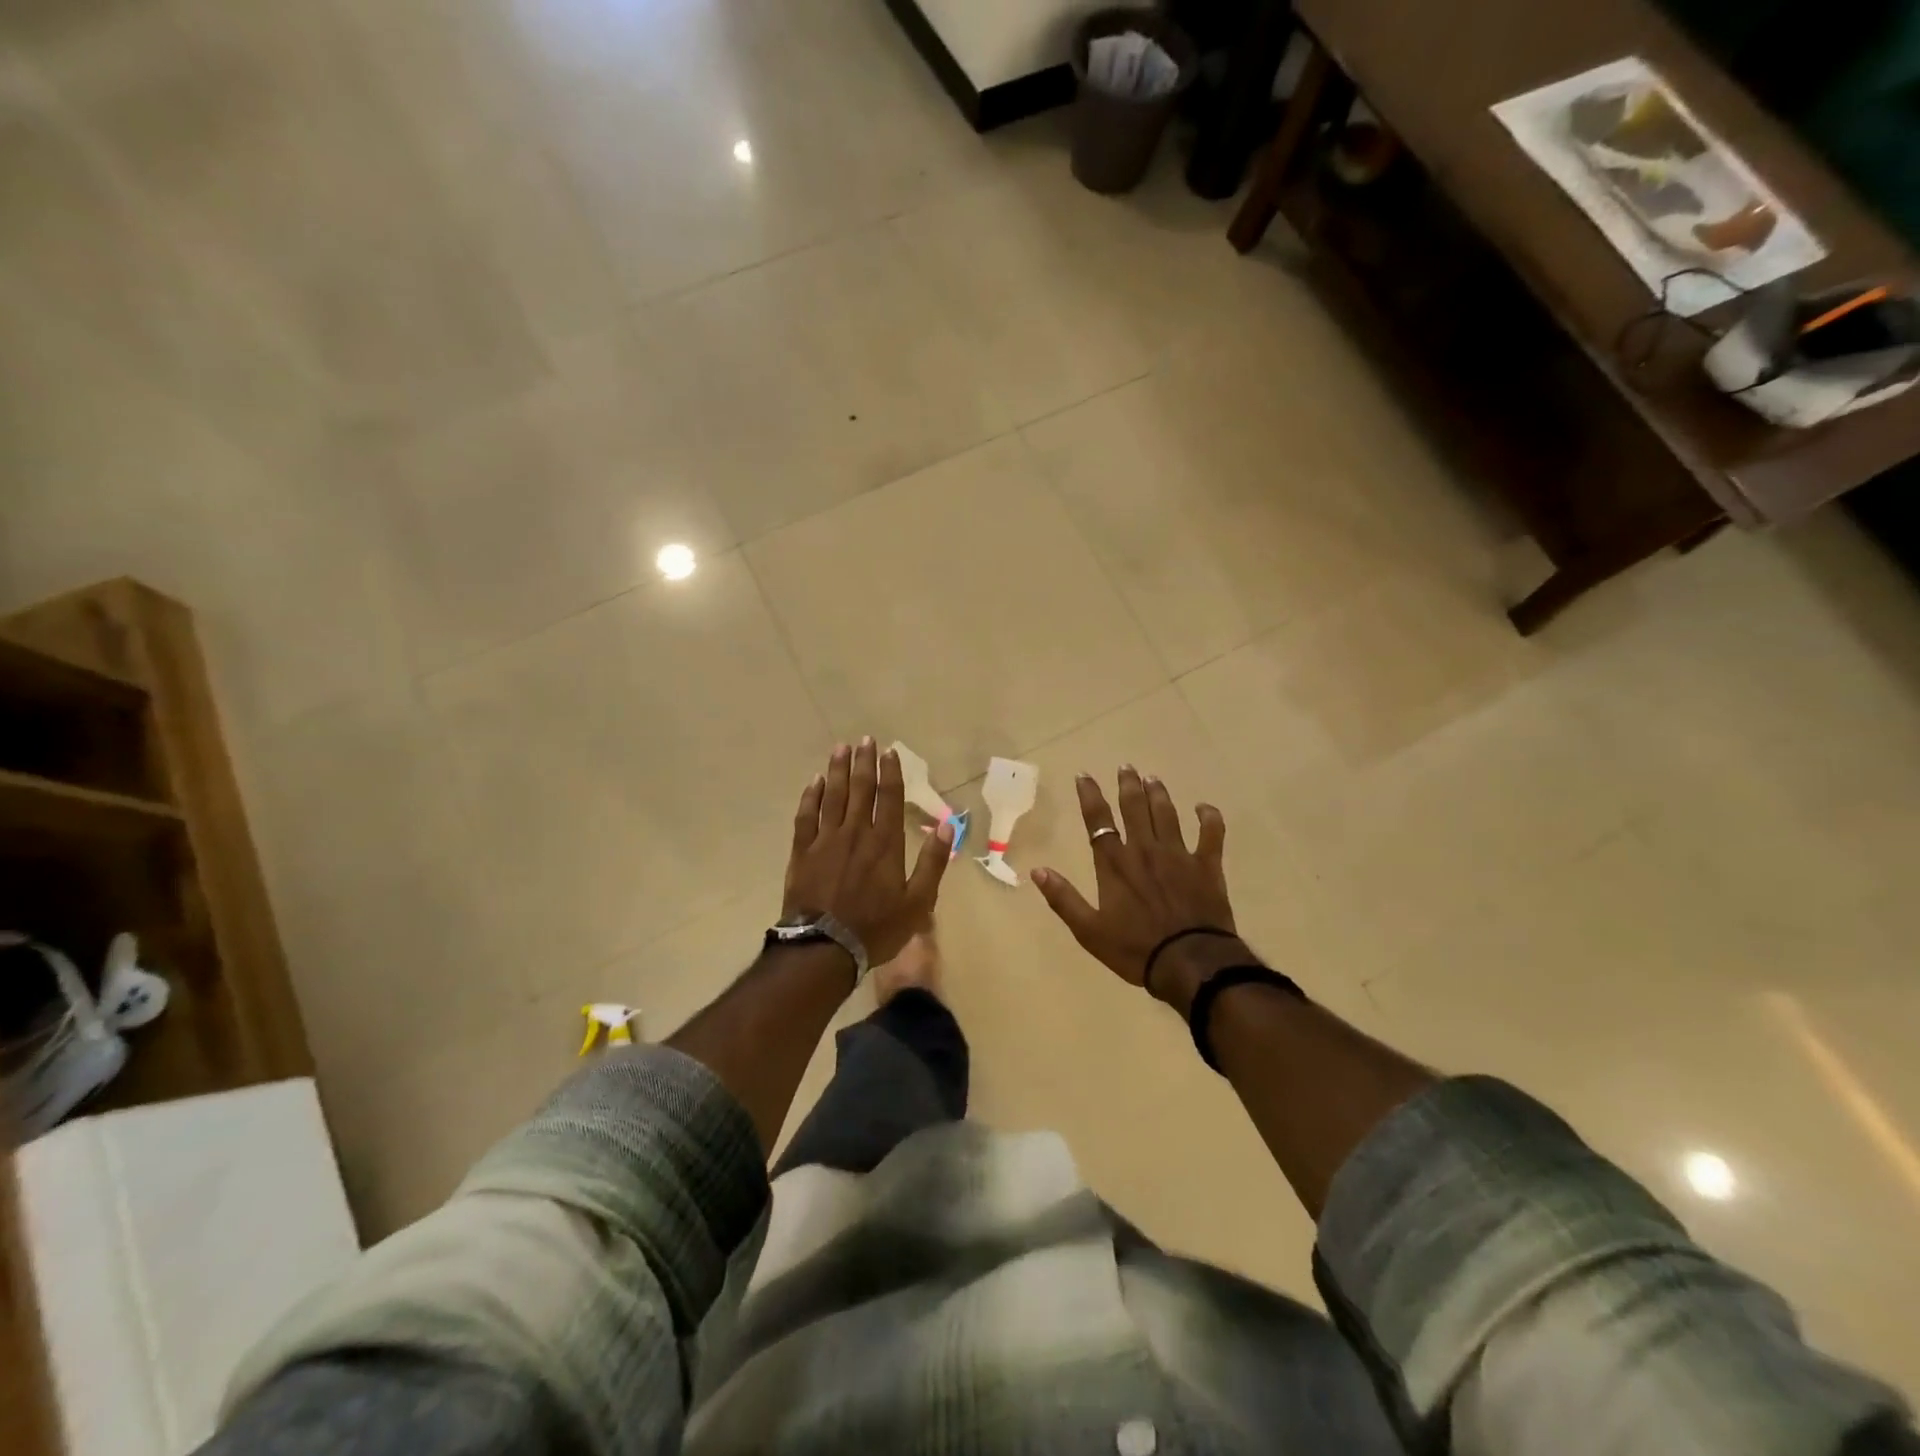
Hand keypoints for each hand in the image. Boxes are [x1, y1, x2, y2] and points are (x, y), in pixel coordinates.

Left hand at [783, 738, 952, 967]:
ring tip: (840, 748)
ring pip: (833, 796)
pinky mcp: (802, 852)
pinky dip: (811, 796)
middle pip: (861, 789)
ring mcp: (826, 840)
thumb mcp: (918, 901)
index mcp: (885, 843)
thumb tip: (948, 825)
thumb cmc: (876, 927)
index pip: (889, 798)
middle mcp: (856, 833)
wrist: (825, 948)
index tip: (890, 751)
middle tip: (865, 739)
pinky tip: (814, 782)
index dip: (891, 773)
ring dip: (838, 770)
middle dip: (864, 762)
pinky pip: (806, 816)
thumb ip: (933, 861)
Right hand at [1031, 766, 1248, 1006]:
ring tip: (1153, 778)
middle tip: (1126, 767)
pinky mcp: (1207, 866)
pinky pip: (1211, 834)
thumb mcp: (1089, 931)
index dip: (1090, 796)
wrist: (1190, 963)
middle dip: (1128, 785)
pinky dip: (1209, 818)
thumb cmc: (1136, 949)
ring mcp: (1178, 855)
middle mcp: (1144, 850)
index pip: (1098, 821)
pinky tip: (1204, 808)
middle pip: (1134, 808)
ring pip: (1167, 814)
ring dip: (1158, 794)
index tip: (1084, 775)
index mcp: (1115, 864)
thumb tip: (1037, 871)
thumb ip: (1064, 899)